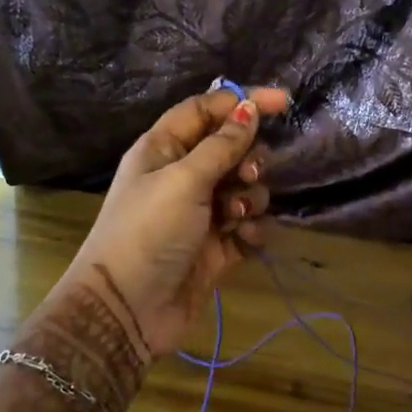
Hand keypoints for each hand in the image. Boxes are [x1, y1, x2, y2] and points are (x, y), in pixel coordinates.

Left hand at [57, 85, 290, 358]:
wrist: (129, 309)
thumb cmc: (149, 232)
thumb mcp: (184, 180)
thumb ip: (221, 145)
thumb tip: (249, 108)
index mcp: (163, 149)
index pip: (206, 111)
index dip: (242, 102)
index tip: (283, 103)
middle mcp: (182, 177)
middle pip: (231, 150)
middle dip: (248, 159)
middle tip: (245, 176)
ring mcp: (200, 214)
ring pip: (244, 190)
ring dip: (250, 198)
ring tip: (235, 217)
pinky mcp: (216, 248)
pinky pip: (248, 227)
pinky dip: (251, 230)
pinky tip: (243, 241)